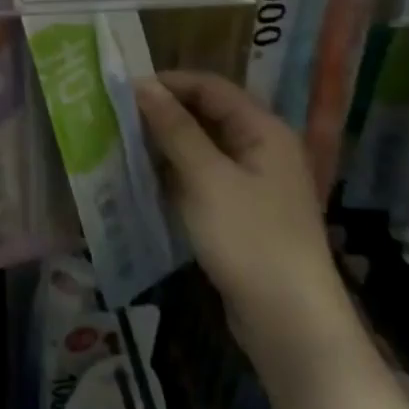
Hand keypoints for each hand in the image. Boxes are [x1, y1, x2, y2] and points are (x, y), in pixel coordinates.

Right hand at [135, 71, 361, 377]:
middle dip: (164, 113)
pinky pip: (204, 176)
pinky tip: (146, 179)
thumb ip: (174, 128)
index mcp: (263, 130)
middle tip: (117, 116)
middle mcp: (262, 148)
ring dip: (166, 143)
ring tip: (123, 144)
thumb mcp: (206, 178)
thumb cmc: (250, 240)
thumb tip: (142, 85)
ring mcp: (254, 183)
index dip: (168, 83)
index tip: (123, 90)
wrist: (291, 325)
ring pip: (202, 146)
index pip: (210, 86)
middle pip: (207, 114)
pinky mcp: (243, 212)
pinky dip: (176, 172)